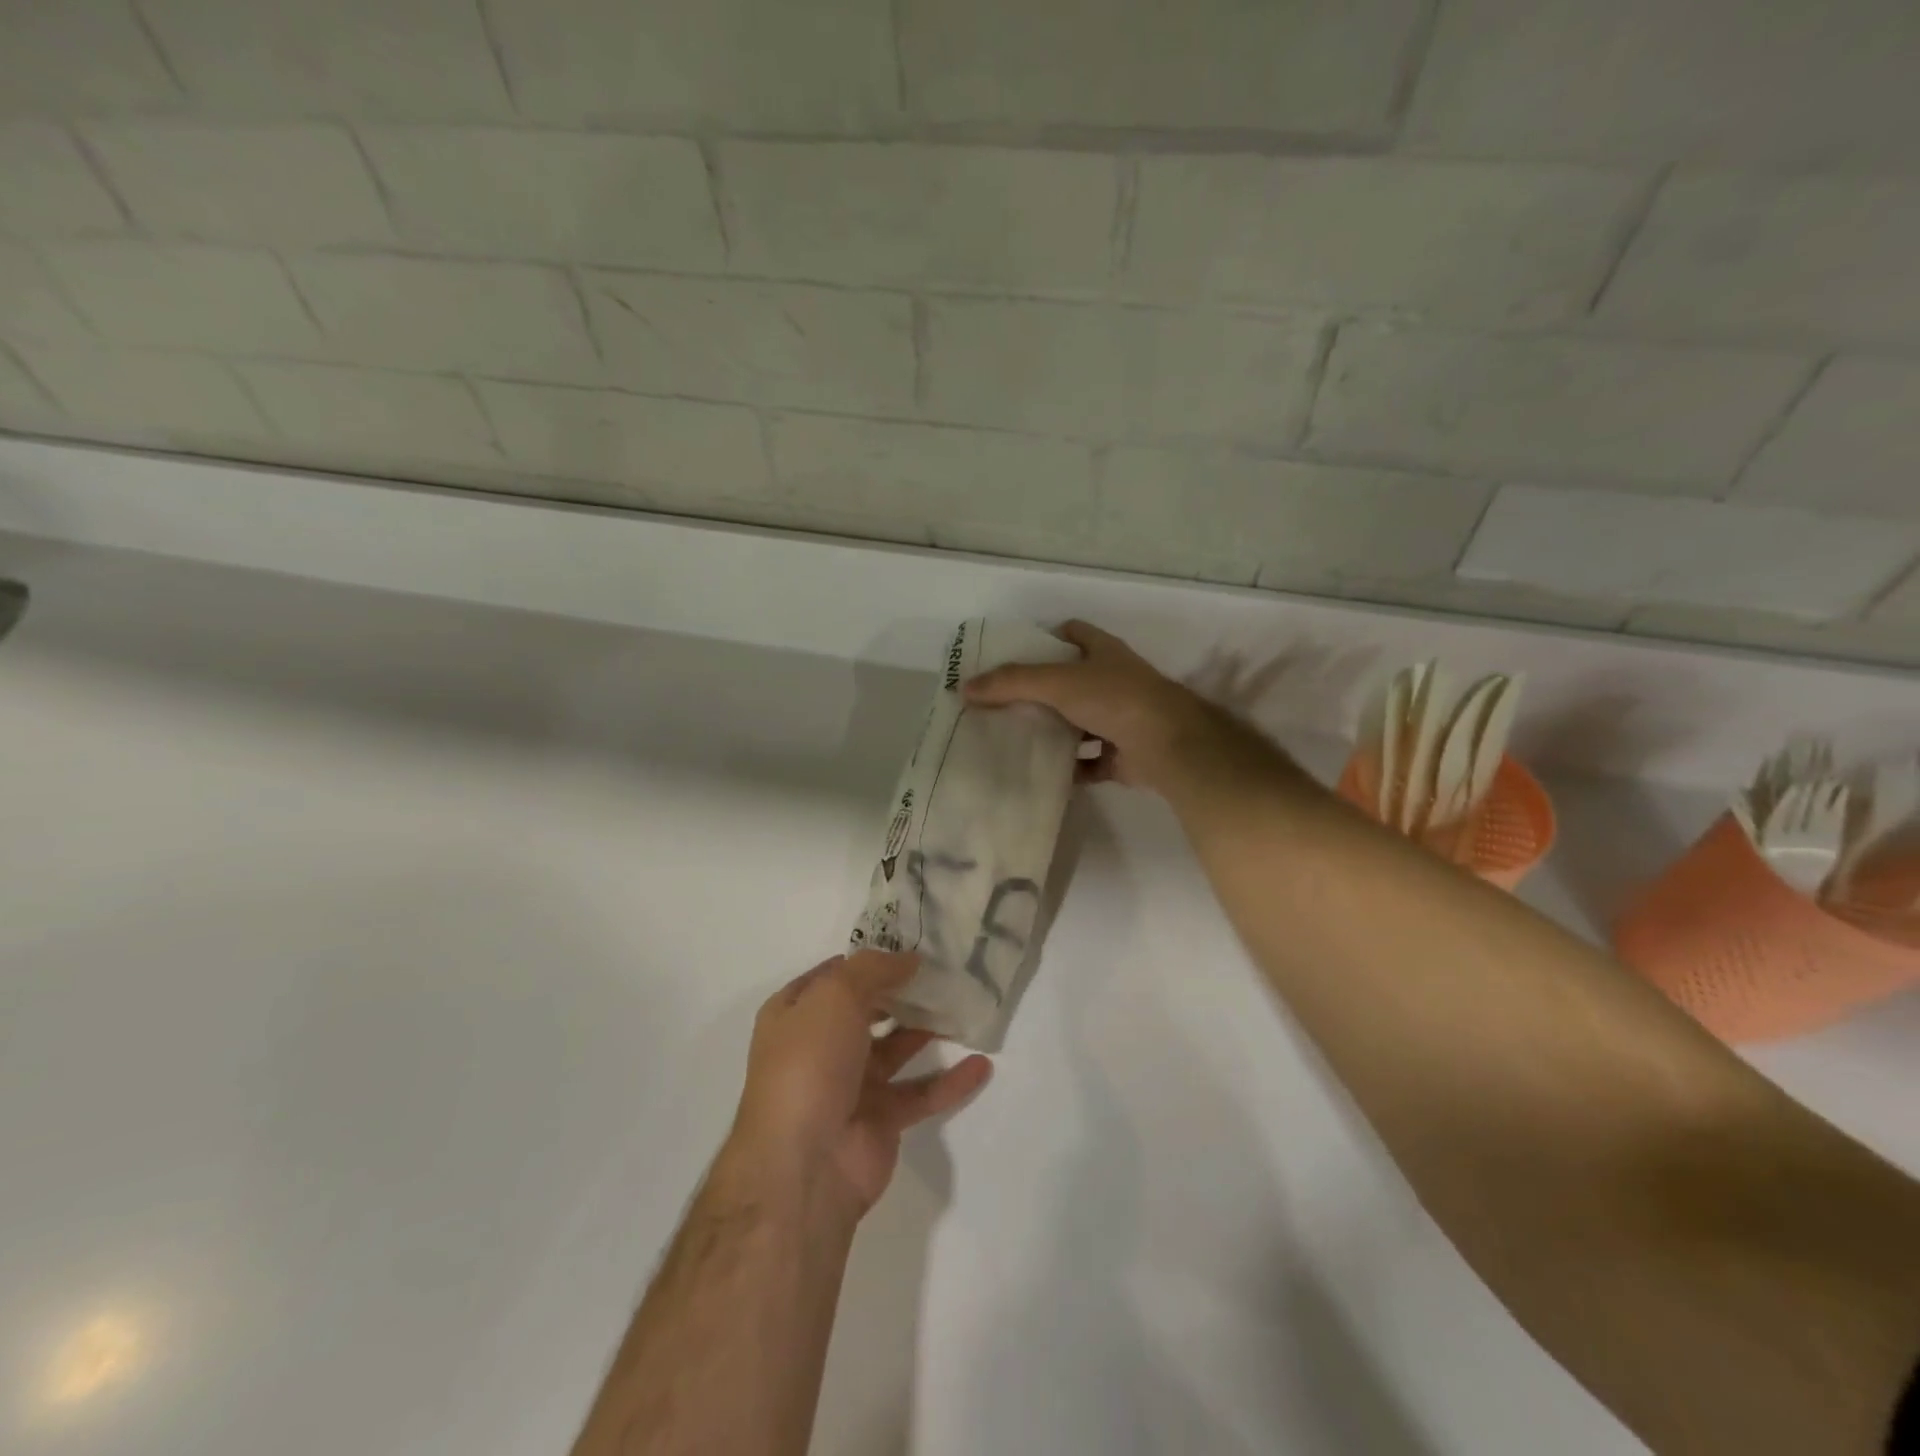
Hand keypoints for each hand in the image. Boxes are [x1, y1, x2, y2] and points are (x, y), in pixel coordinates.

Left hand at [728, 952, 992, 1214]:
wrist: (804, 1165)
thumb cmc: (810, 1063)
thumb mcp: (835, 996)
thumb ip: (874, 969)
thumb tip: (909, 959)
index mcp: (796, 1014)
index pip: (834, 975)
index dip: (869, 960)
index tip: (911, 944)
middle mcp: (820, 1046)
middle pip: (867, 1010)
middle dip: (902, 992)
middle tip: (944, 971)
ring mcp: (851, 1085)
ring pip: (896, 1049)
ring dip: (927, 1030)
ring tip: (964, 1006)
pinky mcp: (880, 1120)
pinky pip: (921, 1093)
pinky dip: (950, 1080)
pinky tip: (981, 1065)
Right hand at [964, 620, 1220, 791]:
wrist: (1168, 745)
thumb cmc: (1115, 699)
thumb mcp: (1057, 682)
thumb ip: (1012, 683)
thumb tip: (965, 687)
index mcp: (1104, 653)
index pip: (1073, 633)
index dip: (1047, 638)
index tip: (1015, 655)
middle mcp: (1114, 682)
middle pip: (1072, 681)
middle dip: (1042, 691)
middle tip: (1004, 702)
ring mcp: (1122, 719)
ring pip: (1080, 722)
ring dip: (1055, 731)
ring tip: (1017, 738)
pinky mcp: (1124, 754)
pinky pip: (1090, 761)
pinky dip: (1070, 767)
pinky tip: (1044, 773)